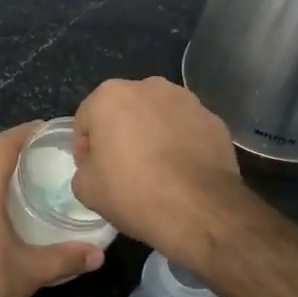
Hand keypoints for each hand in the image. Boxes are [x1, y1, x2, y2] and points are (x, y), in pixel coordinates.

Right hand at [70, 77, 242, 267]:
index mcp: (110, 96)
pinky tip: (182, 171)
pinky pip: (186, 128)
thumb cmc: (133, 193)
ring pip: (157, 116)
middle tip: (123, 169)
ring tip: (156, 169)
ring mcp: (186, 100)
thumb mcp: (86, 190)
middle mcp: (149, 86)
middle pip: (123, 111)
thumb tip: (97, 167)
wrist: (199, 210)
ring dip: (152, 135)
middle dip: (120, 134)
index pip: (86, 121)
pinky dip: (180, 143)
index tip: (93, 173)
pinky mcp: (213, 119)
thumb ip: (84, 168)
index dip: (85, 149)